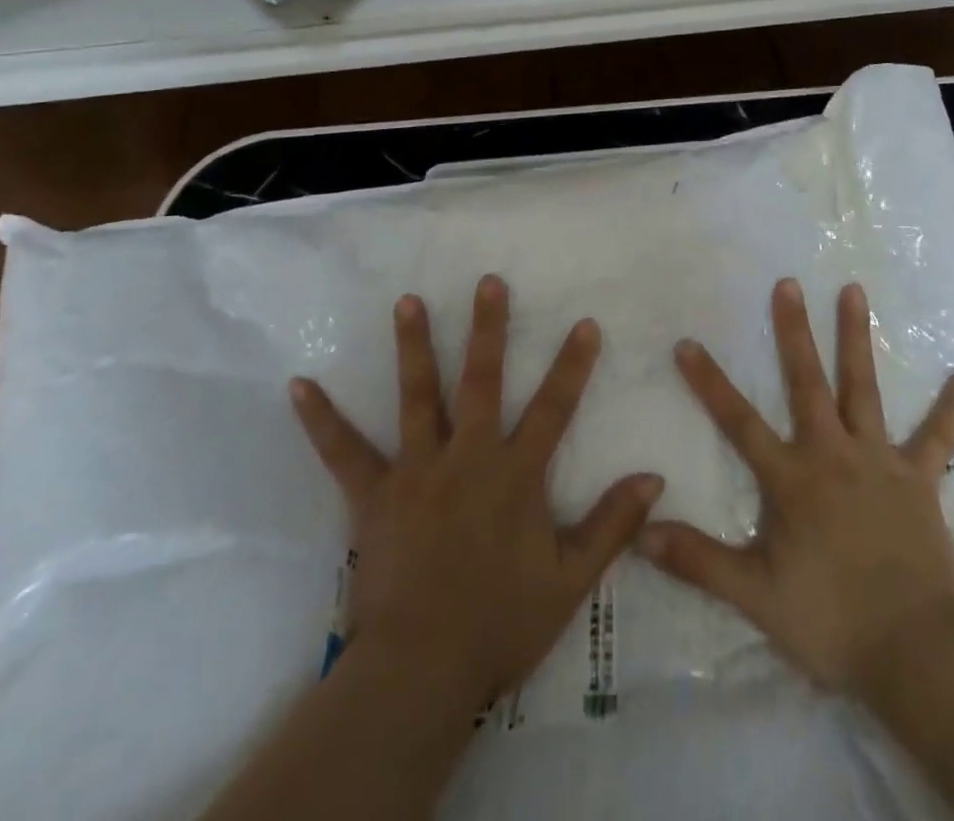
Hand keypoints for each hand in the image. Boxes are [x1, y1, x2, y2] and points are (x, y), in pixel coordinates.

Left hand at [289, 275, 663, 711]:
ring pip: (417, 396)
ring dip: (414, 345)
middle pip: (482, 381)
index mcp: (515, 475)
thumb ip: (611, 525)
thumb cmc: (500, 624)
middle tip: (487, 282)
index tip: (584, 322)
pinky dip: (321, 419)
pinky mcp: (373, 495)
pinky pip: (343, 451)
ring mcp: (417, 470)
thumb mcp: (570, 581)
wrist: (422, 671)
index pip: (554, 408)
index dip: (572, 365)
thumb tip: (653, 477)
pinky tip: (299, 385)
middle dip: (488, 329)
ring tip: (407, 301)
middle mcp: (468, 457)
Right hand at [640, 278, 953, 692]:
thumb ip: (698, 561)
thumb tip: (642, 533)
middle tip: (788, 283)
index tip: (688, 342)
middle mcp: (833, 454)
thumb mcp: (755, 596)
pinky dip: (952, 409)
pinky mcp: (919, 480)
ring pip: (865, 389)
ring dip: (857, 339)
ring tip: (854, 290)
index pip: (739, 422)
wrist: (919, 653)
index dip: (710, 383)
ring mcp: (880, 461)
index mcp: (792, 479)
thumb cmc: (832, 620)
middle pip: (808, 383)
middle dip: (794, 331)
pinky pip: (937, 439)